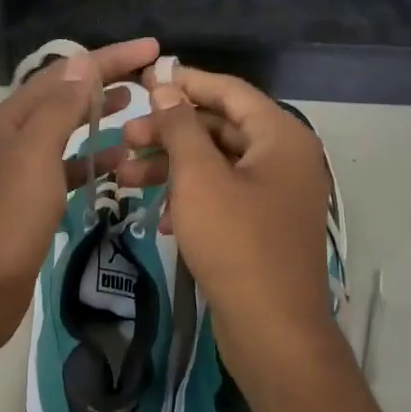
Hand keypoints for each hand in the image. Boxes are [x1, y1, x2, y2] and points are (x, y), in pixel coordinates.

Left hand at [0, 38, 160, 361]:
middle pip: (64, 97)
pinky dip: (93, 161)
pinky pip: (67, 168)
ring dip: (99, 118)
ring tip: (139, 110)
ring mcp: (20, 170)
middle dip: (105, 82)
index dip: (109, 58)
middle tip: (150, 78)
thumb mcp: (34, 156)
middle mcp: (13, 136)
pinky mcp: (31, 200)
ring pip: (67, 132)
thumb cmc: (7, 220)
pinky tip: (121, 164)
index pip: (65, 74)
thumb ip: (58, 108)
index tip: (153, 48)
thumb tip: (83, 63)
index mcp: (11, 118)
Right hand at [118, 65, 338, 381]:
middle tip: (126, 138)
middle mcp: (284, 158)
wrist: (273, 330)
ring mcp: (276, 195)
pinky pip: (224, 196)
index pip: (230, 91)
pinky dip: (192, 198)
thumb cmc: (236, 243)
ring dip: (173, 167)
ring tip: (126, 177)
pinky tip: (163, 217)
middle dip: (170, 132)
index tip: (145, 81)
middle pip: (220, 128)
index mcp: (281, 137)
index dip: (186, 82)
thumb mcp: (199, 178)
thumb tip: (166, 86)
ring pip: (217, 164)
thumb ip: (180, 127)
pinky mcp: (263, 226)